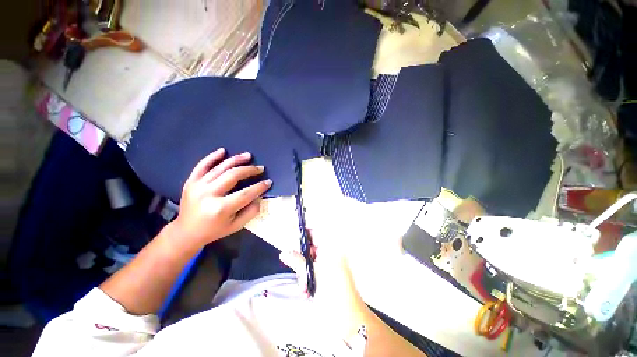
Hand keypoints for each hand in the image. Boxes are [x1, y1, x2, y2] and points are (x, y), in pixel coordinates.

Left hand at [172, 148, 271, 247]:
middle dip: (250, 170)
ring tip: (248, 156)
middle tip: (260, 168)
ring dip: (236, 160)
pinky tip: (223, 151)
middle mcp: (208, 194)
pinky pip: (202, 165)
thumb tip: (259, 196)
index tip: (268, 181)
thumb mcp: (236, 226)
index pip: (246, 193)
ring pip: (220, 167)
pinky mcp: (190, 182)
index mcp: (221, 208)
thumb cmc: (214, 230)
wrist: (186, 232)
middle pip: (233, 175)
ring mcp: (197, 186)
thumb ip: (251, 212)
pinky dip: (212, 157)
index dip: (260, 186)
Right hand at [279, 229, 366, 337]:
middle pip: (311, 249)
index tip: (291, 239)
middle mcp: (332, 254)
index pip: (315, 234)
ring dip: (304, 274)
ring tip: (305, 288)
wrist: (349, 319)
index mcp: (332, 248)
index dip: (303, 235)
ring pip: (311, 262)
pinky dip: (309, 280)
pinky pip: (315, 272)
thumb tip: (285, 252)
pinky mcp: (329, 277)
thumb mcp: (313, 275)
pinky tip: (308, 292)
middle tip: (297, 270)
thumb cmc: (333, 294)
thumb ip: (297, 262)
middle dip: (302, 260)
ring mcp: (331, 266)